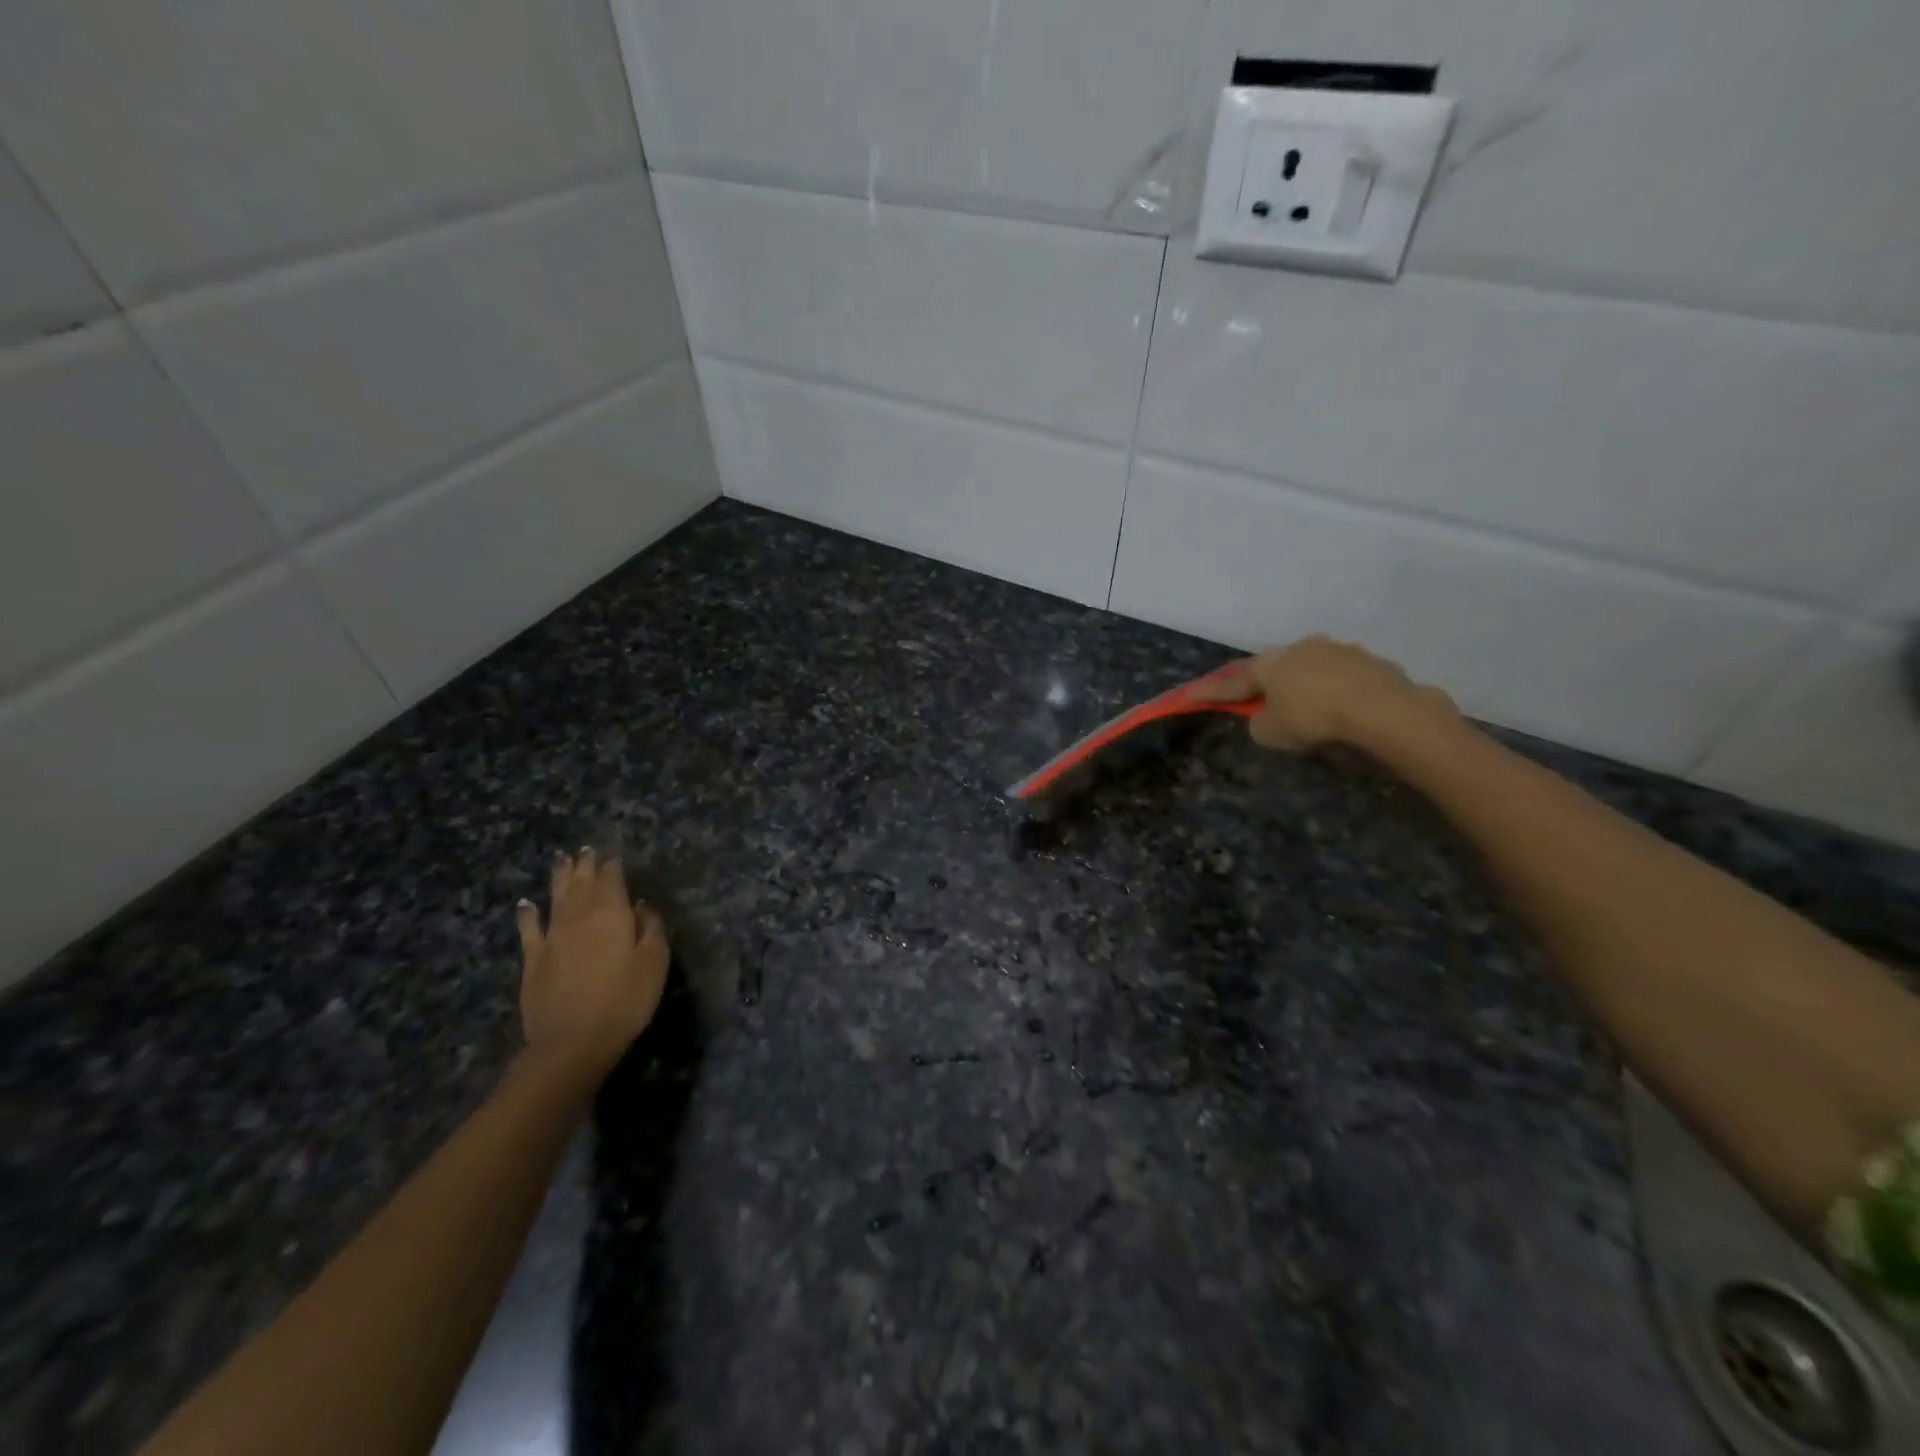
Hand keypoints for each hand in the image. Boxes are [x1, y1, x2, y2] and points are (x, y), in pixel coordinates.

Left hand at [515, 850, 669, 1081]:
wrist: (572, 1042)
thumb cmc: (625, 1000)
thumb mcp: (654, 961)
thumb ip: (651, 926)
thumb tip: (641, 904)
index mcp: (612, 913)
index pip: (612, 879)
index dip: (613, 866)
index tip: (614, 855)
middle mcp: (579, 916)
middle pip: (582, 882)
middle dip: (585, 864)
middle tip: (585, 849)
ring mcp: (552, 937)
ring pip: (556, 897)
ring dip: (559, 877)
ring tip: (561, 859)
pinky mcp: (533, 959)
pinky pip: (529, 928)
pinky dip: (528, 912)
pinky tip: (526, 903)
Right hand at [1194, 635, 1456, 751]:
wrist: (1380, 707)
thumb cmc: (1313, 717)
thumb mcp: (1271, 733)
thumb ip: (1260, 723)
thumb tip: (1267, 717)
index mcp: (1269, 664)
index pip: (1232, 681)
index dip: (1210, 692)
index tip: (1190, 695)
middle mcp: (1299, 649)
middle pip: (1274, 668)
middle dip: (1265, 683)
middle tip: (1261, 700)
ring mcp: (1337, 650)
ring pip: (1310, 668)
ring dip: (1304, 685)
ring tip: (1310, 708)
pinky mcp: (1369, 661)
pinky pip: (1342, 677)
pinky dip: (1335, 691)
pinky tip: (1343, 709)